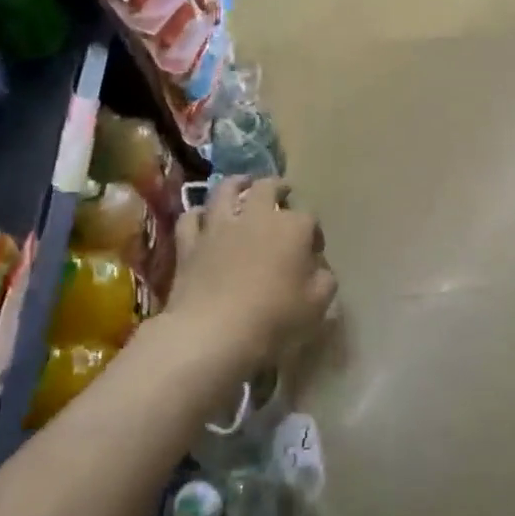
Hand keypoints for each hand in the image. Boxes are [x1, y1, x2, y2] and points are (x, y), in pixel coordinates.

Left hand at [166, 177, 335, 377]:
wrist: (213, 331)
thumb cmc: (273, 317)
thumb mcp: (316, 305)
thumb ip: (324, 281)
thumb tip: (320, 270)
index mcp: (292, 228)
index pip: (310, 219)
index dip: (314, 233)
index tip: (315, 250)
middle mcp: (256, 217)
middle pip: (268, 188)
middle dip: (278, 188)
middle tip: (282, 192)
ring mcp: (219, 227)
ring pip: (225, 190)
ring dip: (236, 184)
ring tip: (242, 184)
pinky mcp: (189, 243)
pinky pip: (191, 218)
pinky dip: (198, 214)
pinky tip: (202, 217)